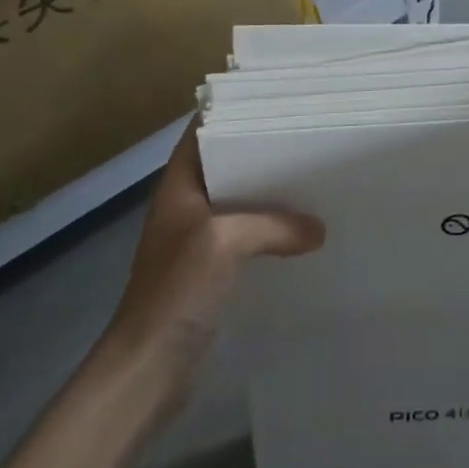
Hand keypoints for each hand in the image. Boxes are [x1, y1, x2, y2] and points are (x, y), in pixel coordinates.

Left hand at [95, 122, 323, 412]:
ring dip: (271, 193)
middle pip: (228, 165)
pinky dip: (272, 230)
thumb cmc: (176, 290)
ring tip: (315, 177)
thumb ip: (275, 225)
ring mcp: (198, 239)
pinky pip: (248, 236)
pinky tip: (304, 231)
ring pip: (240, 201)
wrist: (148, 367)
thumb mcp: (225, 242)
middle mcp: (187, 206)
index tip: (276, 100)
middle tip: (310, 137)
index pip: (203, 133)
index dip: (233, 112)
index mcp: (179, 187)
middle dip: (264, 152)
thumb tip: (320, 228)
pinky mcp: (212, 270)